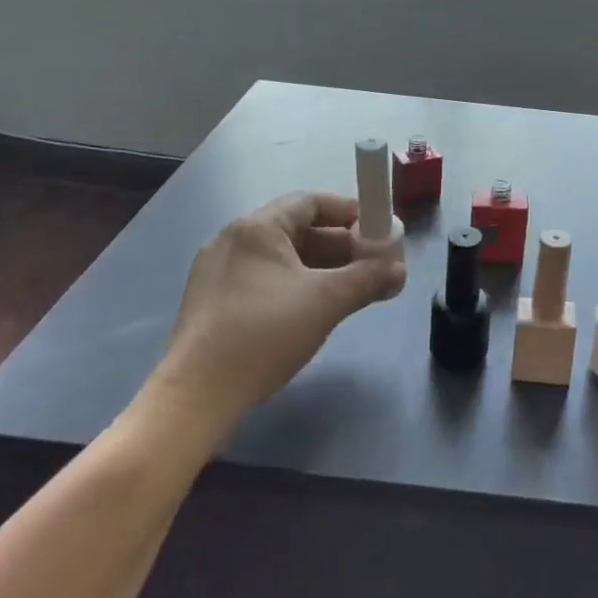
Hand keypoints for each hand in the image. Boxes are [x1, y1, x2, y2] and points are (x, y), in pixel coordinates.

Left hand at [151, 192, 406, 427]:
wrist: (197, 395)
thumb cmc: (264, 334)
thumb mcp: (326, 302)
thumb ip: (368, 279)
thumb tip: (400, 270)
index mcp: (257, 228)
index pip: (311, 202)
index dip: (350, 212)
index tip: (379, 230)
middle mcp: (233, 239)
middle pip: (298, 229)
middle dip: (341, 245)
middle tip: (373, 264)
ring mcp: (219, 271)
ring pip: (282, 257)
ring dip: (321, 267)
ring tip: (353, 288)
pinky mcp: (214, 301)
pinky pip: (265, 279)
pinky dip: (296, 284)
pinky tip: (316, 308)